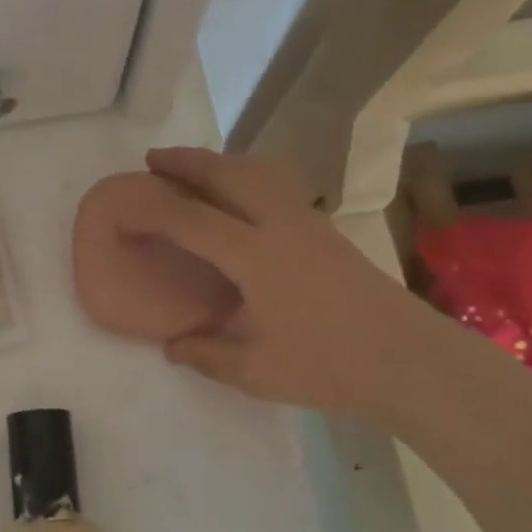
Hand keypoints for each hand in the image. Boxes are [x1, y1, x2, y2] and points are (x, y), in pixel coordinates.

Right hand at [130, 148, 438, 412]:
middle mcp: (278, 226)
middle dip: (186, 161)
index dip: (150, 209)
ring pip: (258, 172)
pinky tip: (242, 195)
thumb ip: (207, 354)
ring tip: (195, 167)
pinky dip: (247, 175)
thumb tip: (173, 346)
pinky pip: (275, 185)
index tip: (122, 206)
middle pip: (226, 175)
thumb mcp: (256, 372)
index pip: (189, 219)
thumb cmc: (328, 366)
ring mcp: (307, 222)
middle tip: (153, 159)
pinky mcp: (325, 230)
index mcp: (254, 257)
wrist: (409, 359)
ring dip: (220, 162)